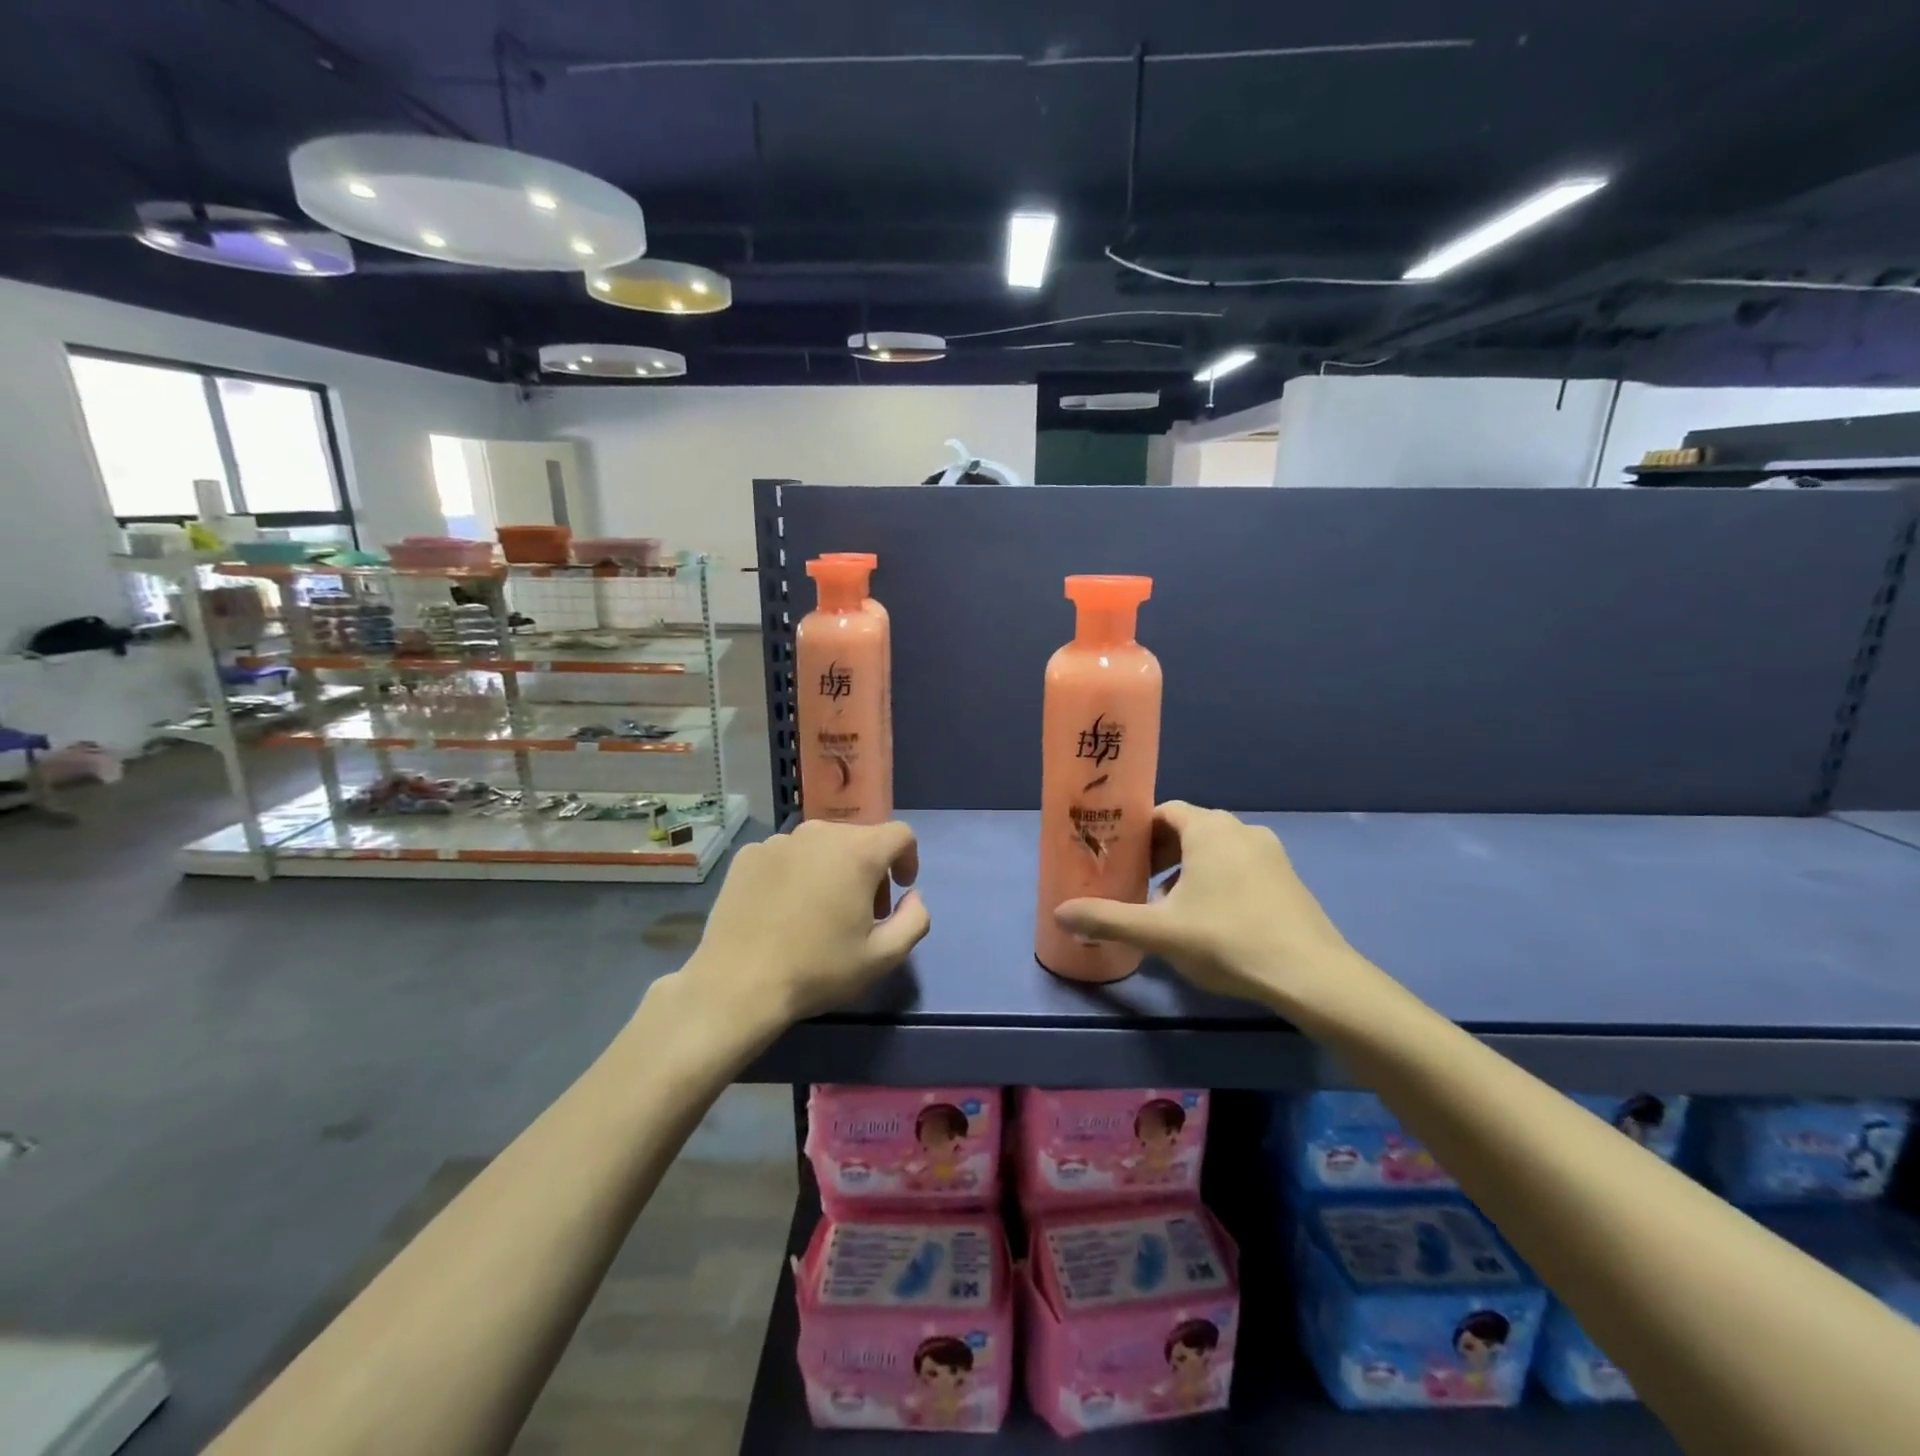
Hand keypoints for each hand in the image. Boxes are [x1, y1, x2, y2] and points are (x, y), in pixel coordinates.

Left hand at [682, 819, 930, 1025]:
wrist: (737, 985)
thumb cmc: (817, 969)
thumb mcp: (883, 957)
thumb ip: (915, 920)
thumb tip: (913, 897)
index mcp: (858, 852)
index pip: (900, 834)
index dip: (908, 859)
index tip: (900, 890)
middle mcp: (819, 833)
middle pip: (859, 839)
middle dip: (870, 869)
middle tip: (861, 911)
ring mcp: (778, 841)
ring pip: (821, 845)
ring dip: (832, 868)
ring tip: (819, 911)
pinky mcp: (748, 854)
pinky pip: (786, 855)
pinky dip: (796, 872)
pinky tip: (783, 909)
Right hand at [1054, 802, 1374, 1014]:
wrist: (1312, 976)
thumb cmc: (1227, 939)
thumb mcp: (1159, 931)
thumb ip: (1107, 919)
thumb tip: (1059, 913)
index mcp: (1209, 829)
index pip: (1164, 812)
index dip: (1137, 832)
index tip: (1118, 857)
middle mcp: (1241, 830)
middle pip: (1189, 830)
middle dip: (1159, 854)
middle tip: (1136, 884)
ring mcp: (1270, 853)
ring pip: (1216, 850)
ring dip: (1187, 870)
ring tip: (1168, 906)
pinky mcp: (1288, 879)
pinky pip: (1240, 867)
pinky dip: (1217, 881)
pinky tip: (1209, 920)